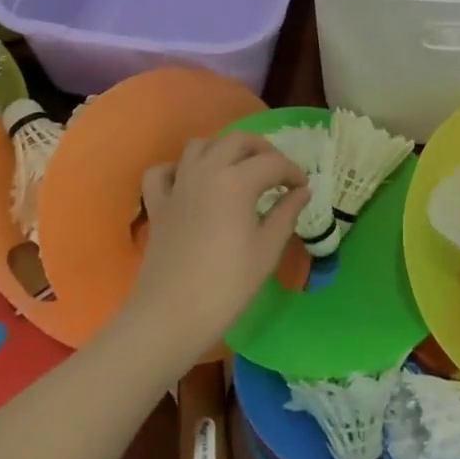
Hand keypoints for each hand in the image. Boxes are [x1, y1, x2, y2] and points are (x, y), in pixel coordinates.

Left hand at [118, 134, 309, 373]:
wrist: (170, 317)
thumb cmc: (226, 286)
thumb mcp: (267, 251)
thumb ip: (286, 214)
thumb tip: (302, 192)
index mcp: (237, 181)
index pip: (272, 163)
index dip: (292, 172)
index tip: (302, 188)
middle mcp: (206, 171)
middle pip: (237, 140)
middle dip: (262, 149)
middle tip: (276, 172)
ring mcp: (178, 185)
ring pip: (200, 145)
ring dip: (222, 149)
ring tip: (238, 170)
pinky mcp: (157, 205)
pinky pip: (162, 172)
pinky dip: (177, 169)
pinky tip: (190, 183)